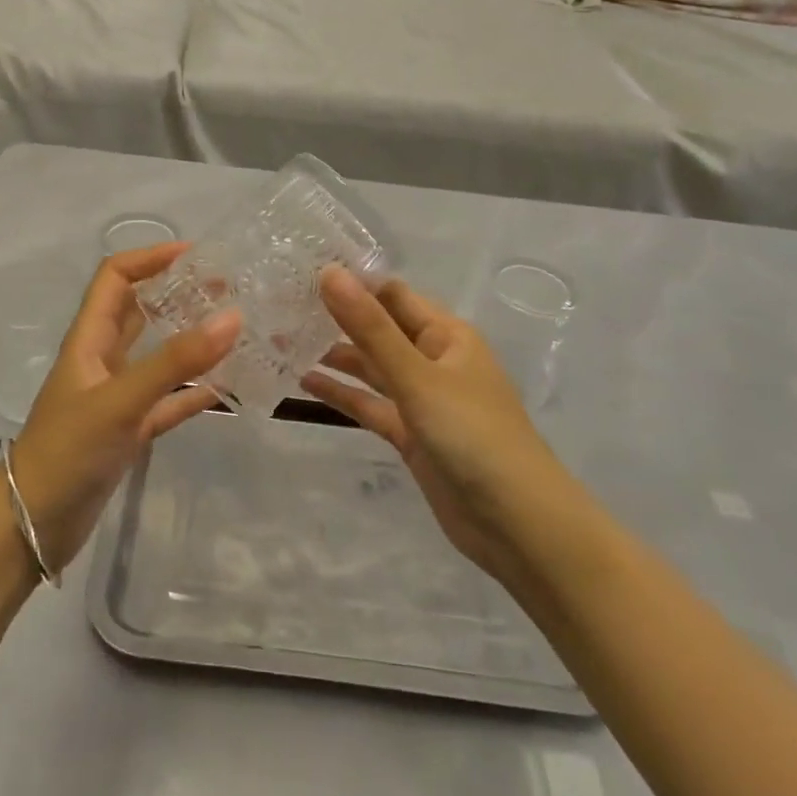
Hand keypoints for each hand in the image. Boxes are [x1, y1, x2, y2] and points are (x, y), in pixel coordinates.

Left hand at [8, 243, 239, 571]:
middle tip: (227, 289)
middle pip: (140, 311)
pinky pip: (167, 402)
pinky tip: (228, 388)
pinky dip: (193, 393)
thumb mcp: (121, 400)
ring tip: (234, 329)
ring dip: (190, 340)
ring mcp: (116, 396)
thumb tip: (232, 316)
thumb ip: (175, 362)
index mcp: (90, 339)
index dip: (150, 258)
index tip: (196, 255)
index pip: (116, 277)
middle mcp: (102, 359)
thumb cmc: (67, 451)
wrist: (30, 526)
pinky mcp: (128, 430)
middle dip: (178, 293)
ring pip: (157, 355)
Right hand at [301, 267, 563, 579]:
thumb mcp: (417, 376)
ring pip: (371, 367)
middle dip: (335, 318)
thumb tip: (330, 273)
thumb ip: (370, 328)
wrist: (517, 523)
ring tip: (282, 340)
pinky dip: (343, 394)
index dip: (351, 281)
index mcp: (445, 334)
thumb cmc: (472, 435)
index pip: (391, 294)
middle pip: (378, 329)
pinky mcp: (411, 434)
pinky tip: (305, 383)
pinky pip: (371, 405)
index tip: (300, 271)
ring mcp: (422, 399)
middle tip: (280, 305)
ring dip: (334, 355)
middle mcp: (433, 359)